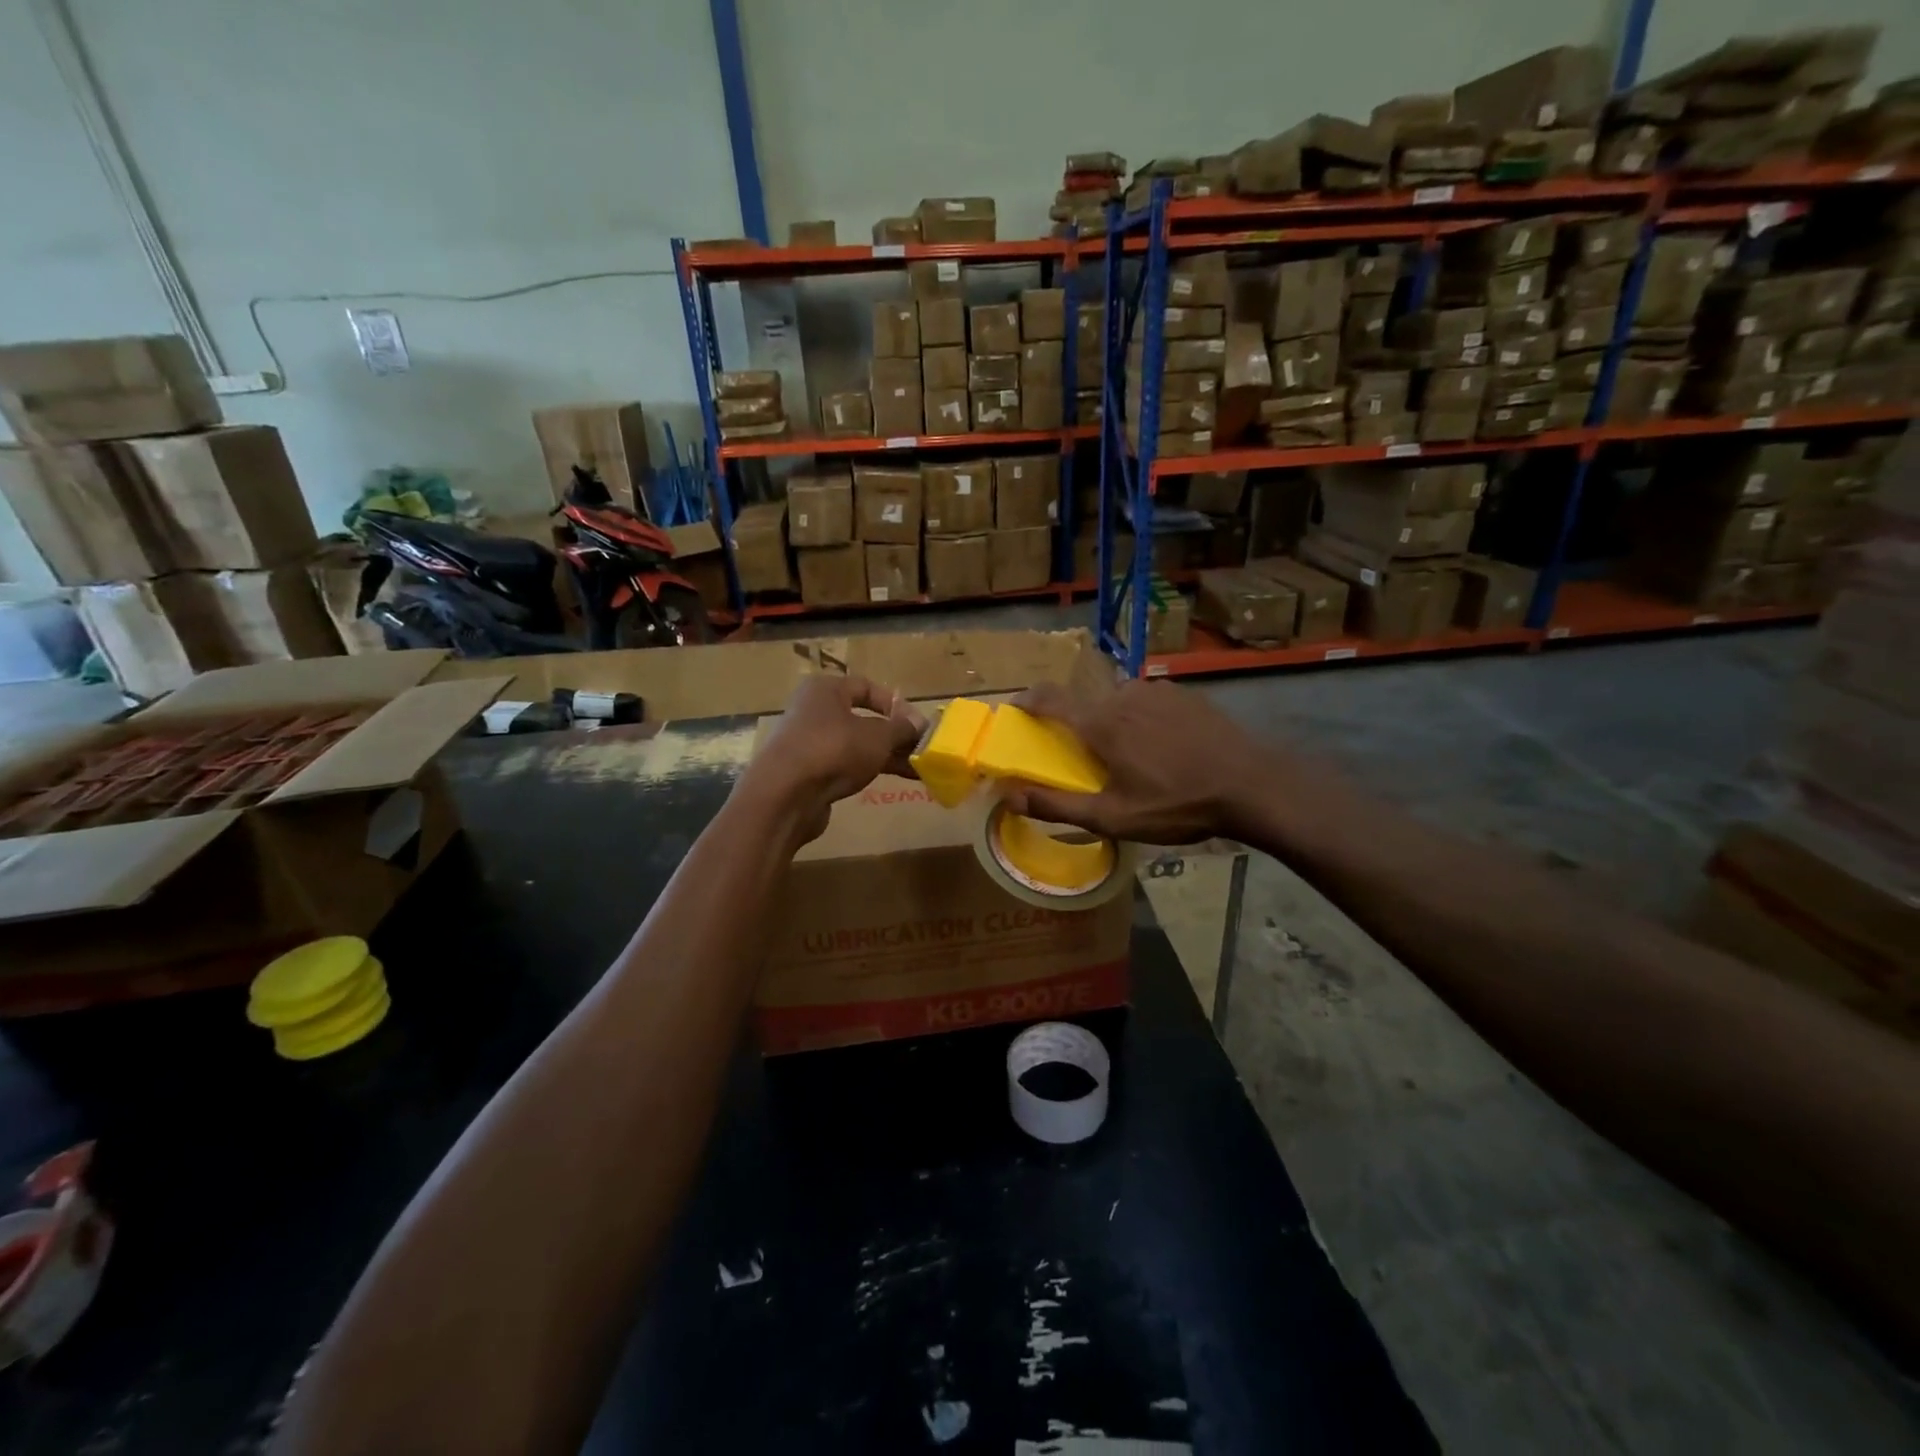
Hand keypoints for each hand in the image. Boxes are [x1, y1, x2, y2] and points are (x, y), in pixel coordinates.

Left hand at [738, 674, 924, 844]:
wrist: (785, 796)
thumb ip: (901, 729)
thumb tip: (919, 724)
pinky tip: (892, 781)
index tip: (917, 723)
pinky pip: (846, 766)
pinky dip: (868, 770)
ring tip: (917, 770)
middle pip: (862, 718)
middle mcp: (814, 711)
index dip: (894, 703)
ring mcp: (809, 744)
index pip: (866, 686)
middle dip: (894, 734)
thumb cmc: (833, 749)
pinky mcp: (809, 773)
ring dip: (886, 755)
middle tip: (921, 749)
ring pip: (856, 744)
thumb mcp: (877, 736)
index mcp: (825, 690)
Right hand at [1001, 680, 1270, 844]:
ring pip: (1118, 702)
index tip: (1015, 709)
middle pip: (1086, 705)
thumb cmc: (1176, 805)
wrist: (1251, 785)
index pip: (1049, 699)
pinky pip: (1148, 701)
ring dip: (1113, 723)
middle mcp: (1123, 695)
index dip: (1027, 701)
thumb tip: (1010, 797)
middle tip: (1089, 759)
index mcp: (1100, 723)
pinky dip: (1142, 718)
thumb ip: (1057, 806)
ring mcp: (1157, 691)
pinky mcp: (1184, 693)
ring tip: (1133, 757)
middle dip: (1078, 727)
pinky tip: (1163, 746)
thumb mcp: (1113, 818)